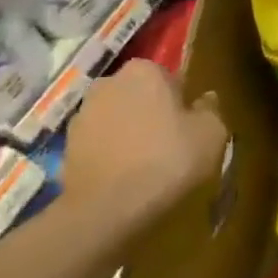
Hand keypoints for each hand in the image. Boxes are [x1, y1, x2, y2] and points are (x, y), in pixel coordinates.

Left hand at [62, 61, 226, 225]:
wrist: (109, 207)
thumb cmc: (169, 159)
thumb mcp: (211, 133)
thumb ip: (210, 109)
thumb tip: (205, 99)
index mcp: (144, 71)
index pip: (168, 76)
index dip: (180, 100)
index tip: (188, 123)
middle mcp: (108, 82)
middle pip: (139, 94)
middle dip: (152, 111)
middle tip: (170, 142)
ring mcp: (82, 113)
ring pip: (117, 117)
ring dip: (129, 132)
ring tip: (147, 164)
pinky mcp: (66, 145)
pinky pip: (99, 143)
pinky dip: (111, 153)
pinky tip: (125, 176)